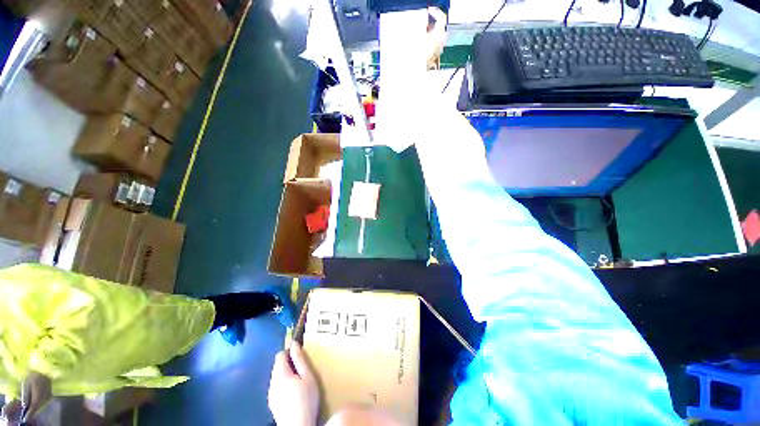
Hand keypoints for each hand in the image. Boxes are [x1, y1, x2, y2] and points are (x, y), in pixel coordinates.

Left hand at [268, 342, 318, 425]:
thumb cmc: (306, 400)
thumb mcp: (308, 377)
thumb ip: (300, 359)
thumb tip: (294, 343)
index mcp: (280, 374)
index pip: (280, 355)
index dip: (291, 352)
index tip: (301, 356)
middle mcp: (272, 383)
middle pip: (278, 366)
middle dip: (290, 364)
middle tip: (303, 370)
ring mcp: (271, 394)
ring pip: (278, 377)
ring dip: (287, 374)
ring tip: (300, 382)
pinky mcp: (272, 403)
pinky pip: (277, 387)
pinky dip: (285, 385)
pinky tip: (294, 393)